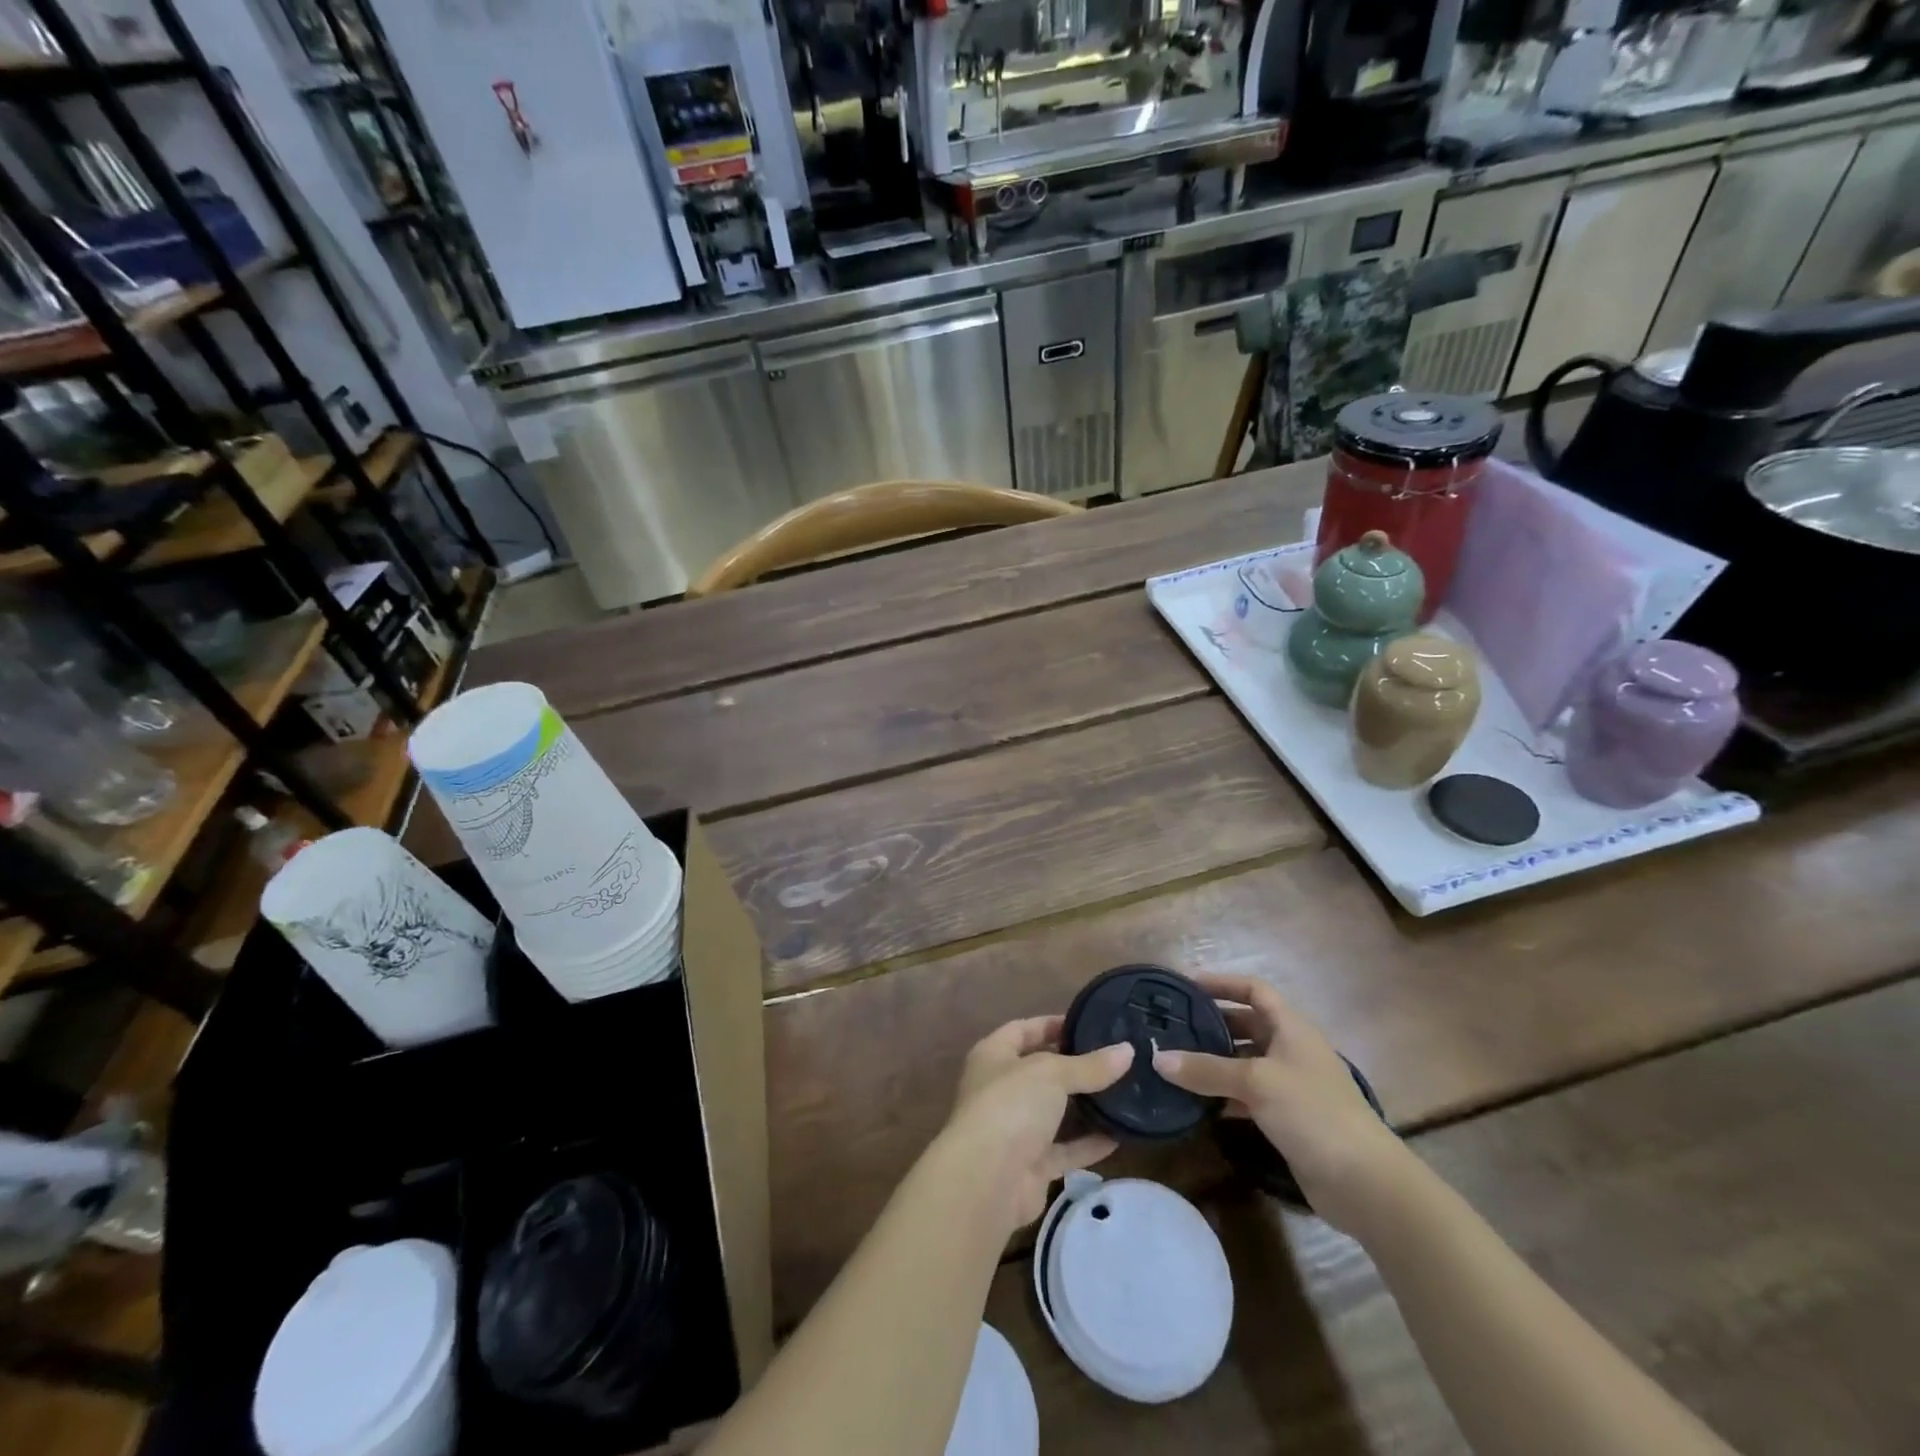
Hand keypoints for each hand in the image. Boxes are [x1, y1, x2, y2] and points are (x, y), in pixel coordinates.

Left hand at [939, 1016, 1133, 1232]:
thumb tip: (1127, 1050)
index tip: (1088, 1024)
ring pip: (1054, 1113)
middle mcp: (1000, 1089)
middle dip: (1074, 1067)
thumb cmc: (1011, 1105)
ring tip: (1122, 1093)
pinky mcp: (1030, 1166)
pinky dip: (1088, 1144)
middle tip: (1114, 1059)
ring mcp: (1014, 1129)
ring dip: (1083, 1106)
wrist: (987, 1180)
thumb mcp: (1052, 1073)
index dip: (1052, 1024)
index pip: (1023, 1030)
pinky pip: (1064, 1150)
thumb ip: (1090, 1065)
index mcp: (993, 1056)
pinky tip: (1119, 1135)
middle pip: (1041, 1072)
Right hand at [1152, 973, 1406, 1230]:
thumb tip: (1157, 1059)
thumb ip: (1206, 1070)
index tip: (1186, 985)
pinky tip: (1198, 1102)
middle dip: (1212, 1023)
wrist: (1365, 1183)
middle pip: (1247, 1024)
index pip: (1254, 990)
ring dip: (1214, 1061)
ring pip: (1245, 1061)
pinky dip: (1224, 1094)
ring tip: (1176, 1061)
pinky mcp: (1288, 1118)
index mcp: (1291, 1028)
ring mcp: (1291, 1085)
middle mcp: (1292, 1050)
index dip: (1222, 983)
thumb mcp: (1256, 1082)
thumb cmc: (1313, 1113)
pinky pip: (1248, 1094)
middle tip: (1172, 1025)